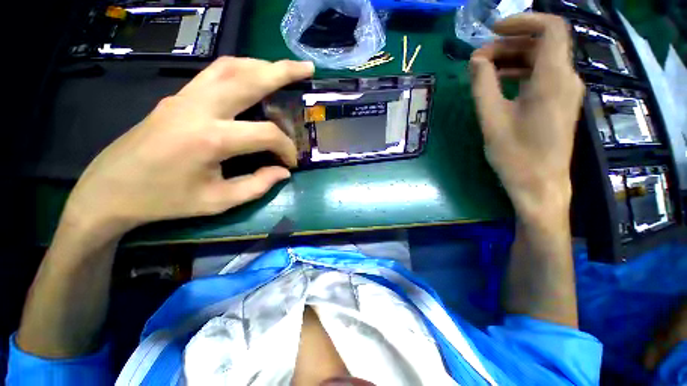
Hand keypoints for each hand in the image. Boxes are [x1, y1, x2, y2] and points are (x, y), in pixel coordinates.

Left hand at [61, 57, 314, 239]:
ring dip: (261, 65)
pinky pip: (214, 74)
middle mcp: (198, 108)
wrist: (109, 190)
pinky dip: (240, 70)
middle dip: (283, 71)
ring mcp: (184, 97)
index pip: (265, 133)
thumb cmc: (164, 201)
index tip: (291, 163)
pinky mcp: (177, 97)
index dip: (286, 148)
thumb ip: (257, 186)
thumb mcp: (218, 202)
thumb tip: (283, 172)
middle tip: (307, 69)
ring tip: (283, 70)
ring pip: (229, 67)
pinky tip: (252, 78)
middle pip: (248, 78)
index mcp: (211, 139)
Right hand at [470, 13, 583, 220]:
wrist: (540, 185)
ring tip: (484, 71)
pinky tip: (500, 84)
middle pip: (543, 44)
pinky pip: (543, 77)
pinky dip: (521, 73)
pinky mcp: (560, 104)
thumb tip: (476, 59)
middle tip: (479, 59)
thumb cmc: (515, 155)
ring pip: (542, 60)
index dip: (522, 21)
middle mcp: (566, 79)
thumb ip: (483, 86)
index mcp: (553, 79)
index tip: (493, 30)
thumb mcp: (492, 119)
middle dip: (509, 44)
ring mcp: (566, 92)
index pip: (551, 28)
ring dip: (513, 59)